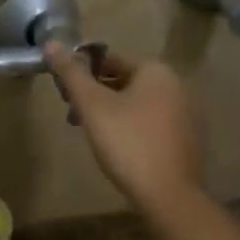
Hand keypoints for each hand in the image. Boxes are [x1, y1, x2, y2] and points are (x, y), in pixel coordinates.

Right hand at [44, 42, 203, 211]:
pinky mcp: (188, 139)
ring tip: (93, 135)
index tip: (65, 95)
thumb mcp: (92, 106)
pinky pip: (153, 123)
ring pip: (138, 104)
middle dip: (97, 96)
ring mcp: (187, 113)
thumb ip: (71, 73)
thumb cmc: (127, 143)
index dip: (82, 74)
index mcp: (156, 71)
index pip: (109, 60)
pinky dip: (133, 128)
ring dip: (113, 113)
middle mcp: (177, 85)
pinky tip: (119, 149)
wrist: (168, 195)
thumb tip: (51, 43)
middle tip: (74, 117)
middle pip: (125, 82)